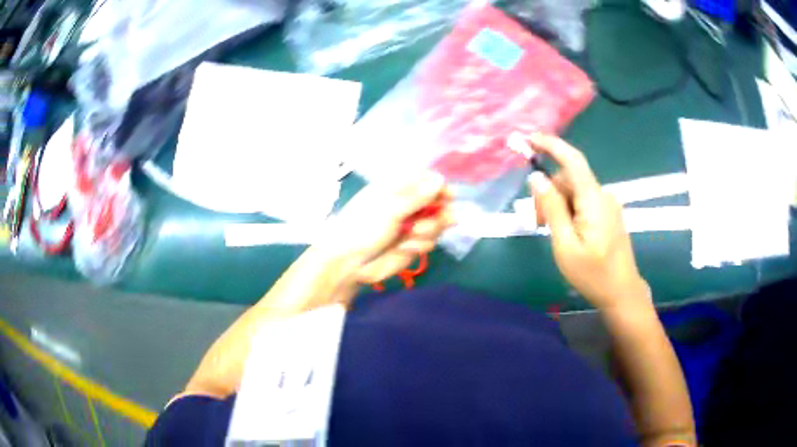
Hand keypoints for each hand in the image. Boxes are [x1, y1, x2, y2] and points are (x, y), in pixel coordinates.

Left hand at [318, 172, 453, 284]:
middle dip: (441, 212)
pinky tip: (404, 247)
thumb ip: (417, 197)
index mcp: (398, 188)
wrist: (349, 263)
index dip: (440, 186)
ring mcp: (412, 225)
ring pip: (439, 223)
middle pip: (439, 202)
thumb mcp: (390, 209)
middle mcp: (408, 204)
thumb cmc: (363, 227)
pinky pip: (430, 241)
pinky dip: (420, 244)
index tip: (449, 195)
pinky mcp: (414, 245)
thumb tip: (440, 180)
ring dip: (429, 230)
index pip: (427, 179)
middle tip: (443, 219)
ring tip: (412, 235)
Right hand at [525, 134, 650, 309]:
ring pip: (574, 191)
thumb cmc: (593, 274)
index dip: (551, 145)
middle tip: (537, 223)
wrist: (621, 292)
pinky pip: (583, 201)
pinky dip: (569, 210)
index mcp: (594, 199)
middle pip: (569, 179)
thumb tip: (536, 178)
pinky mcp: (608, 213)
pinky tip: (565, 231)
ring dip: (558, 205)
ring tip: (550, 232)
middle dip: (549, 193)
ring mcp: (607, 204)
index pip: (572, 160)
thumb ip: (552, 208)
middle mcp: (603, 195)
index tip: (529, 139)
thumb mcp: (565, 245)